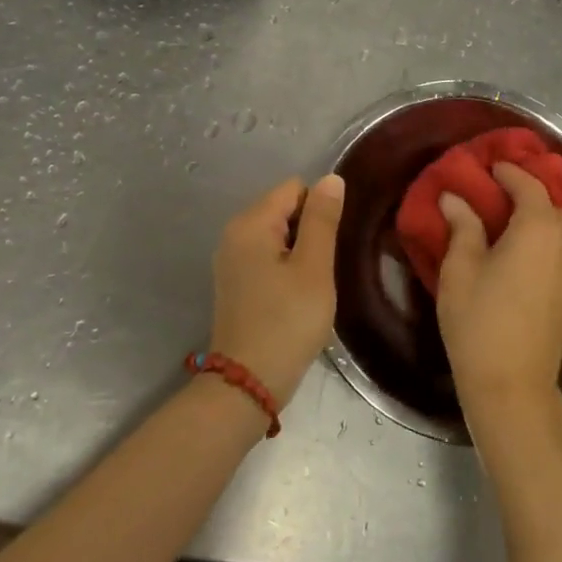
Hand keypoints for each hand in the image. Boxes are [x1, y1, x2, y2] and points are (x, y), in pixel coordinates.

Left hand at [208, 174, 345, 408]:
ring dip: (300, 252)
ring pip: (278, 234)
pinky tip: (295, 296)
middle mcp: (234, 233)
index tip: (330, 246)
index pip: (295, 188)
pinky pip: (267, 256)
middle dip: (310, 230)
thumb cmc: (287, 321)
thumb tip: (331, 179)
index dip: (320, 210)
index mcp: (251, 223)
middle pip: (284, 208)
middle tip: (323, 269)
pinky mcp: (235, 281)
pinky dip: (285, 267)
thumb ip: (322, 219)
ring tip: (312, 284)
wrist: (248, 383)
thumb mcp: (314, 268)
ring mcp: (231, 258)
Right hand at [435, 162, 561, 424]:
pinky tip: (512, 254)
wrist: (513, 388)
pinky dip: (535, 244)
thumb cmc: (480, 321)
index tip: (488, 165)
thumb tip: (455, 198)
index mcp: (540, 230)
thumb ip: (463, 226)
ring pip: (551, 233)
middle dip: (519, 194)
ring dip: (528, 221)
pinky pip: (554, 255)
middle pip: (545, 207)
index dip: (508, 172)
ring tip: (496, 222)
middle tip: (487, 191)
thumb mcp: (461, 268)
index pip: (528, 185)